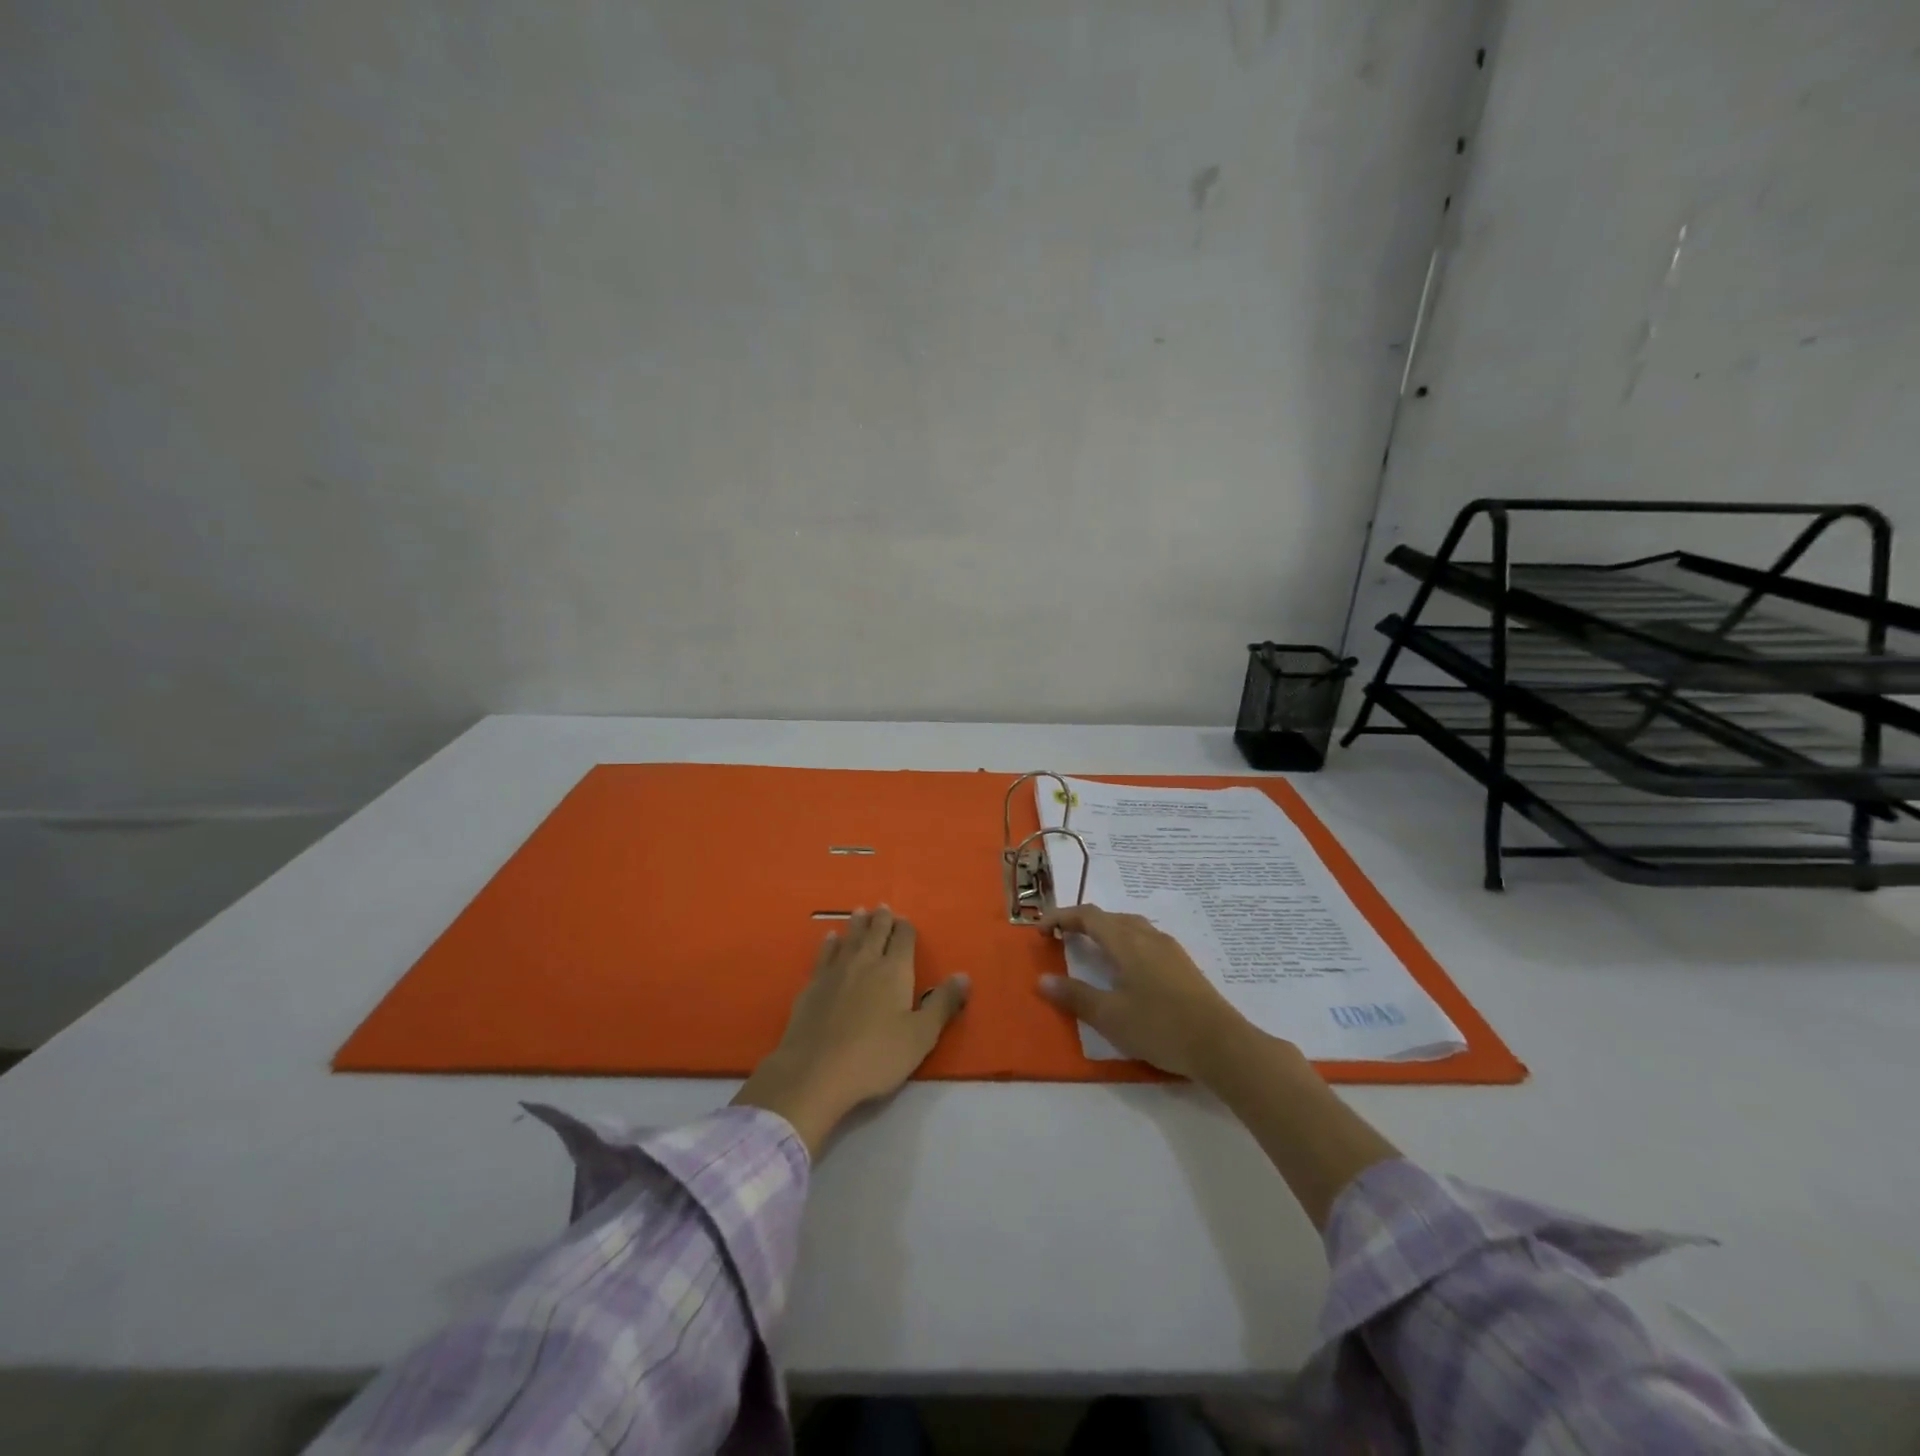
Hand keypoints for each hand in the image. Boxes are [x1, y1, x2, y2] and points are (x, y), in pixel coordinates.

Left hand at [733, 907, 969, 1156]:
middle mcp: (866, 962)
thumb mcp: (921, 1036)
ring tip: (860, 912)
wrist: (816, 1071)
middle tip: (883, 907)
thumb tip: (964, 975)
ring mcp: (836, 971)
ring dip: (857, 924)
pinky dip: (830, 943)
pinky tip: (830, 939)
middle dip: (882, 919)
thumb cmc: (877, 1056)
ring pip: (850, 938)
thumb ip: (943, 1004)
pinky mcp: (812, 985)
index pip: (903, 939)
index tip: (906, 921)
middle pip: (875, 932)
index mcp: (895, 971)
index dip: (906, 928)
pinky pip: (824, 954)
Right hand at [1036, 904, 1255, 1080]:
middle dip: (1082, 922)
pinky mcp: (1183, 965)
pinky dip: (1125, 942)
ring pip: (1131, 926)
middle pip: (1110, 917)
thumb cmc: (1160, 1026)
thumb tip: (1043, 979)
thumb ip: (1075, 996)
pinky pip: (1146, 940)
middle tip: (1063, 938)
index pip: (1087, 916)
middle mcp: (1148, 936)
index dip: (1061, 917)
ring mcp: (1169, 949)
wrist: (1222, 1044)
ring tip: (1092, 949)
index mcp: (1126, 942)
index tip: (1041, 930)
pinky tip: (1128, 968)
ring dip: (1106, 931)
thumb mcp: (1110, 1016)